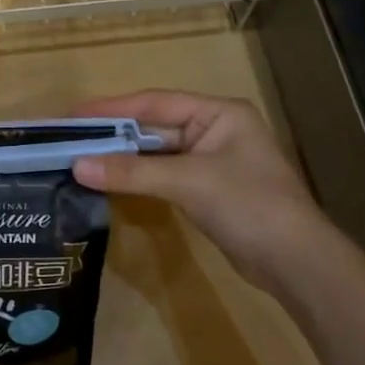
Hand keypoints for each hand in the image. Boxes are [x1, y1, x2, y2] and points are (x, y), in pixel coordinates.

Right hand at [71, 90, 327, 295]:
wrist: (295, 261)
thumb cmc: (248, 205)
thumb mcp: (188, 181)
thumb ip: (131, 171)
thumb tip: (77, 166)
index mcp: (218, 113)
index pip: (155, 102)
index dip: (112, 108)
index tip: (73, 114)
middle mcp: (215, 129)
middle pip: (155, 126)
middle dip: (115, 134)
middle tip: (70, 139)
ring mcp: (213, 161)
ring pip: (158, 153)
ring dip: (124, 158)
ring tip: (81, 158)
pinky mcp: (209, 190)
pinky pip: (165, 175)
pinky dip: (139, 177)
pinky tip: (112, 181)